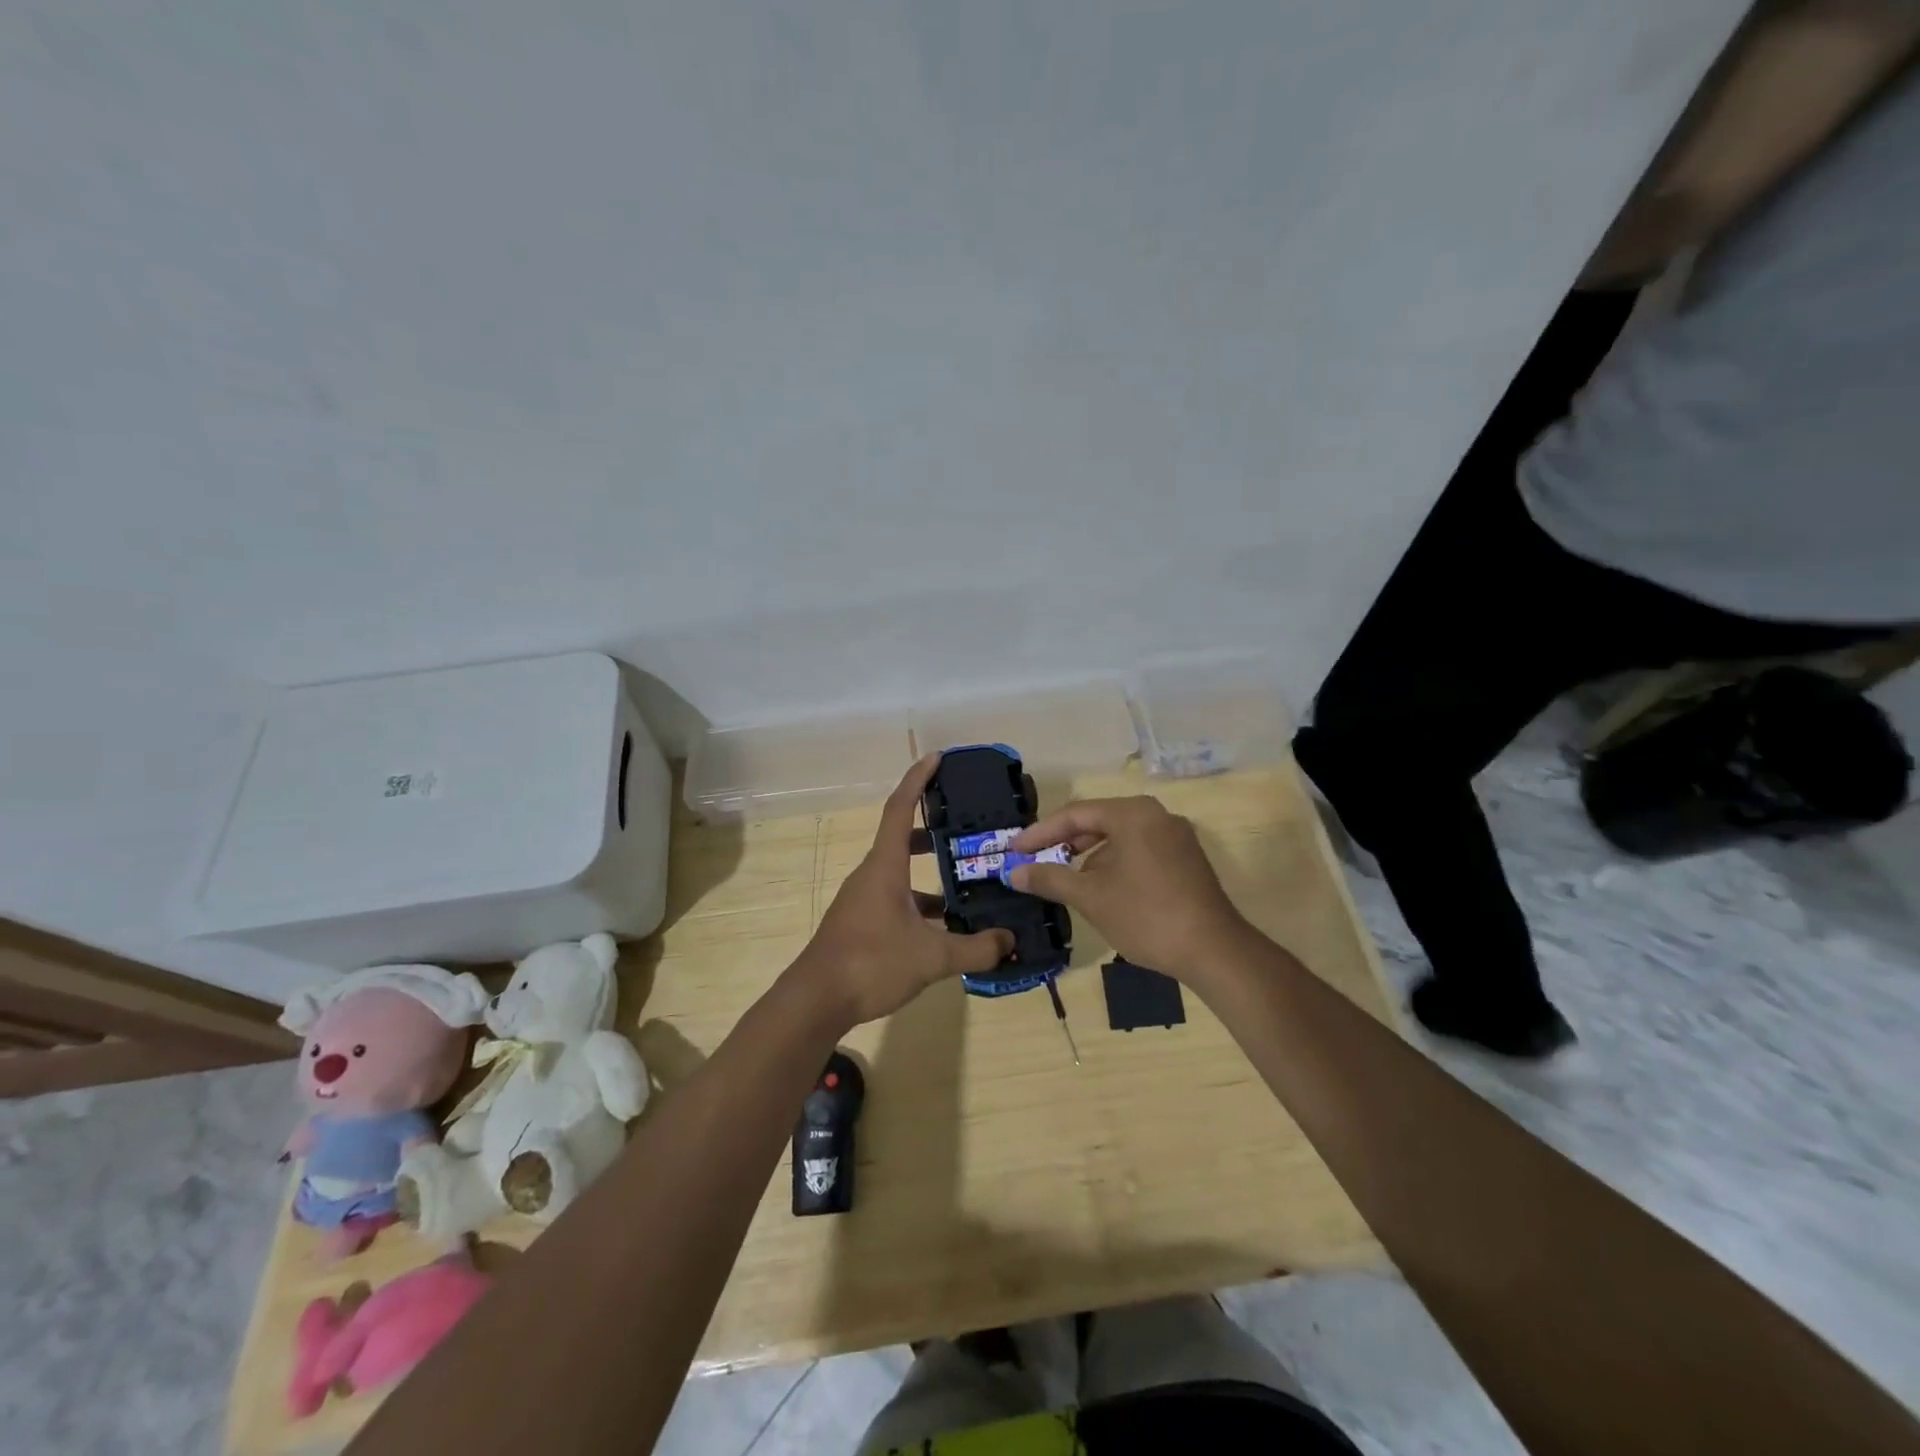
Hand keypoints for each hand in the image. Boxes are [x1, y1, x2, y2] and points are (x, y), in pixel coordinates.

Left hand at [795, 756, 1014, 1025]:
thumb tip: (1010, 941)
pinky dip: (920, 900)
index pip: (901, 807)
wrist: (816, 1000)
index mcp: (885, 866)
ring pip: (900, 871)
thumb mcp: (931, 957)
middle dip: (933, 827)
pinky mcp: (860, 922)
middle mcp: (872, 874)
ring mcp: (863, 899)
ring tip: (966, 877)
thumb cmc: (871, 963)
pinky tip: (944, 925)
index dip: (919, 779)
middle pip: (902, 836)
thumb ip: (975, 948)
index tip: (937, 758)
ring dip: (929, 869)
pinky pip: (895, 897)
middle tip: (966, 826)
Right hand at [1009, 797, 1250, 983]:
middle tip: (1035, 861)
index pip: (1075, 814)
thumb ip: (1050, 878)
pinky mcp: (1187, 858)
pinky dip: (1115, 863)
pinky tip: (1103, 889)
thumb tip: (1013, 873)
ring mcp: (1176, 836)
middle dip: (1064, 843)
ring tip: (1066, 879)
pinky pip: (1140, 850)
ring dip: (1089, 856)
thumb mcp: (1090, 897)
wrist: (1214, 951)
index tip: (1014, 851)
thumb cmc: (1146, 916)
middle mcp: (1156, 815)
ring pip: (1120, 837)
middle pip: (1098, 821)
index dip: (1040, 833)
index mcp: (1133, 814)